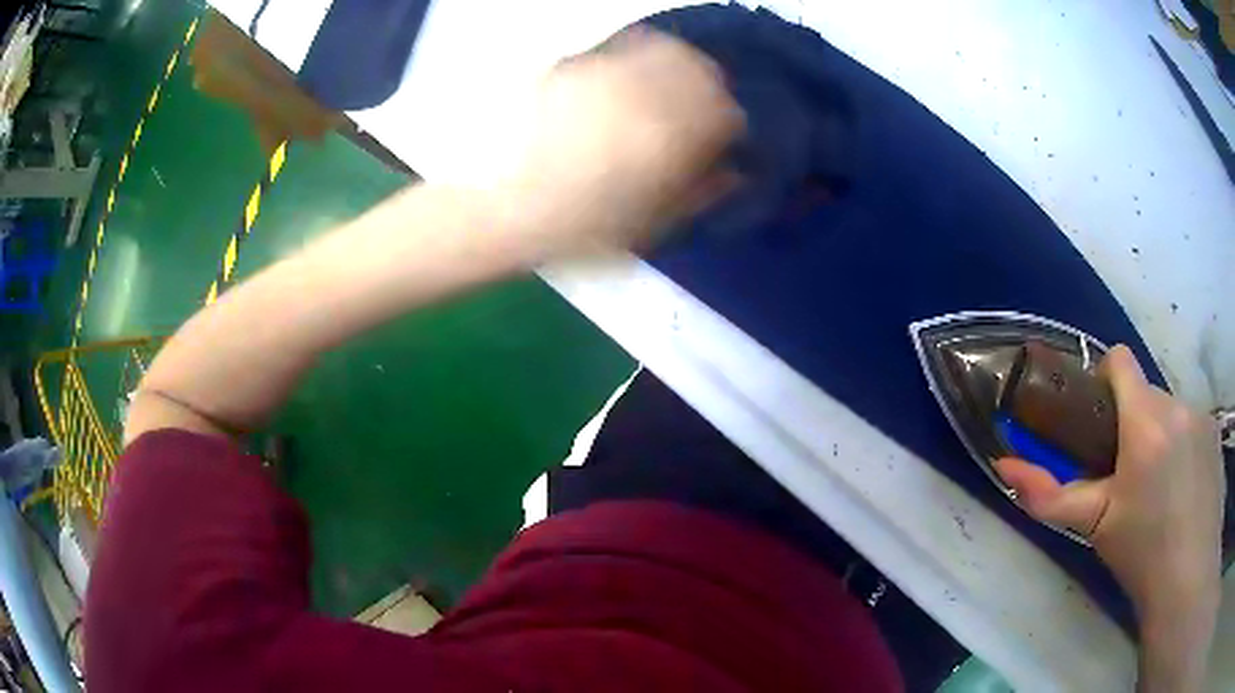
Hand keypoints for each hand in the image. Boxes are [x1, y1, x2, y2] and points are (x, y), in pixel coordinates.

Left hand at [495, 29, 743, 260]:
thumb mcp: (647, 225)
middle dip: (709, 91)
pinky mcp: (576, 64)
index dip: (729, 128)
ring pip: (667, 50)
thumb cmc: (575, 227)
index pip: (727, 113)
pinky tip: (627, 83)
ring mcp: (608, 71)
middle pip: (703, 70)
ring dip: (679, 69)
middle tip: (697, 115)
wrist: (499, 206)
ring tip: (665, 94)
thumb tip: (731, 173)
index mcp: (670, 135)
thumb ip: (698, 194)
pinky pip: (625, 46)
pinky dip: (640, 57)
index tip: (719, 144)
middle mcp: (645, 91)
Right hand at [995, 346, 1223, 621]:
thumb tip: (1004, 468)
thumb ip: (1049, 496)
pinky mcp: (1215, 433)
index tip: (1099, 421)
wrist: (1189, 578)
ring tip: (1159, 490)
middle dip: (1132, 423)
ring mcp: (1201, 417)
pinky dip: (1182, 446)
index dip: (1104, 379)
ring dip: (1159, 437)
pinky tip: (1182, 491)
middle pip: (1146, 393)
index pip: (1120, 362)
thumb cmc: (1142, 554)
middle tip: (1127, 477)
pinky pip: (1191, 425)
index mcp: (1145, 423)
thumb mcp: (1095, 526)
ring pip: (1170, 411)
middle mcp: (1176, 406)